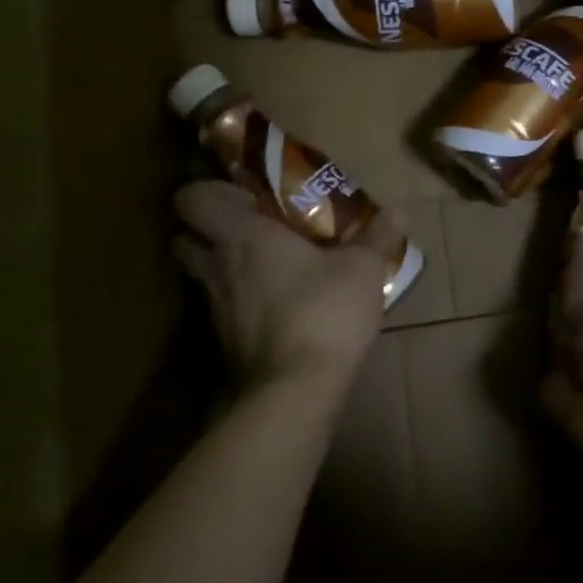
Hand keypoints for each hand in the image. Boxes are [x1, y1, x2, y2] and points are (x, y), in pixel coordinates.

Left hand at [173, 180, 400, 388]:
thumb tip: (399, 210)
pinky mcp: (221, 344)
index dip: (207, 192)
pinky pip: (219, 309)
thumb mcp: (362, 269)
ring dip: (220, 266)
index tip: (245, 197)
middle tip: (248, 228)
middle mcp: (217, 267)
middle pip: (183, 238)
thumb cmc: (325, 311)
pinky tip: (273, 306)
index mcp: (242, 236)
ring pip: (199, 276)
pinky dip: (236, 302)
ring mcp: (214, 309)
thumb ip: (377, 236)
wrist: (297, 391)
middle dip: (206, 229)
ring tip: (264, 267)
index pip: (191, 200)